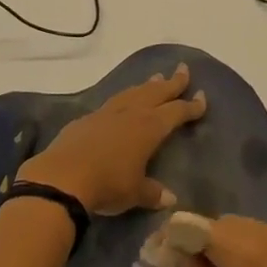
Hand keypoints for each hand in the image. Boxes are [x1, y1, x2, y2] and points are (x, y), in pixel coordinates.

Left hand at [17, 64, 206, 215]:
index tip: (202, 97)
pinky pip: (113, 102)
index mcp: (150, 128)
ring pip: (133, 92)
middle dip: (172, 82)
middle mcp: (131, 113)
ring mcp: (108, 113)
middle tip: (183, 69)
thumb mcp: (135, 193)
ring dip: (147, 85)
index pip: (176, 112)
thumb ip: (153, 192)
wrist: (64, 176)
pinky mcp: (87, 118)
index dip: (191, 106)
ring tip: (156, 78)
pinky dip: (124, 98)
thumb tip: (169, 198)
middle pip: (156, 92)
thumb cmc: (108, 184)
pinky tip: (122, 101)